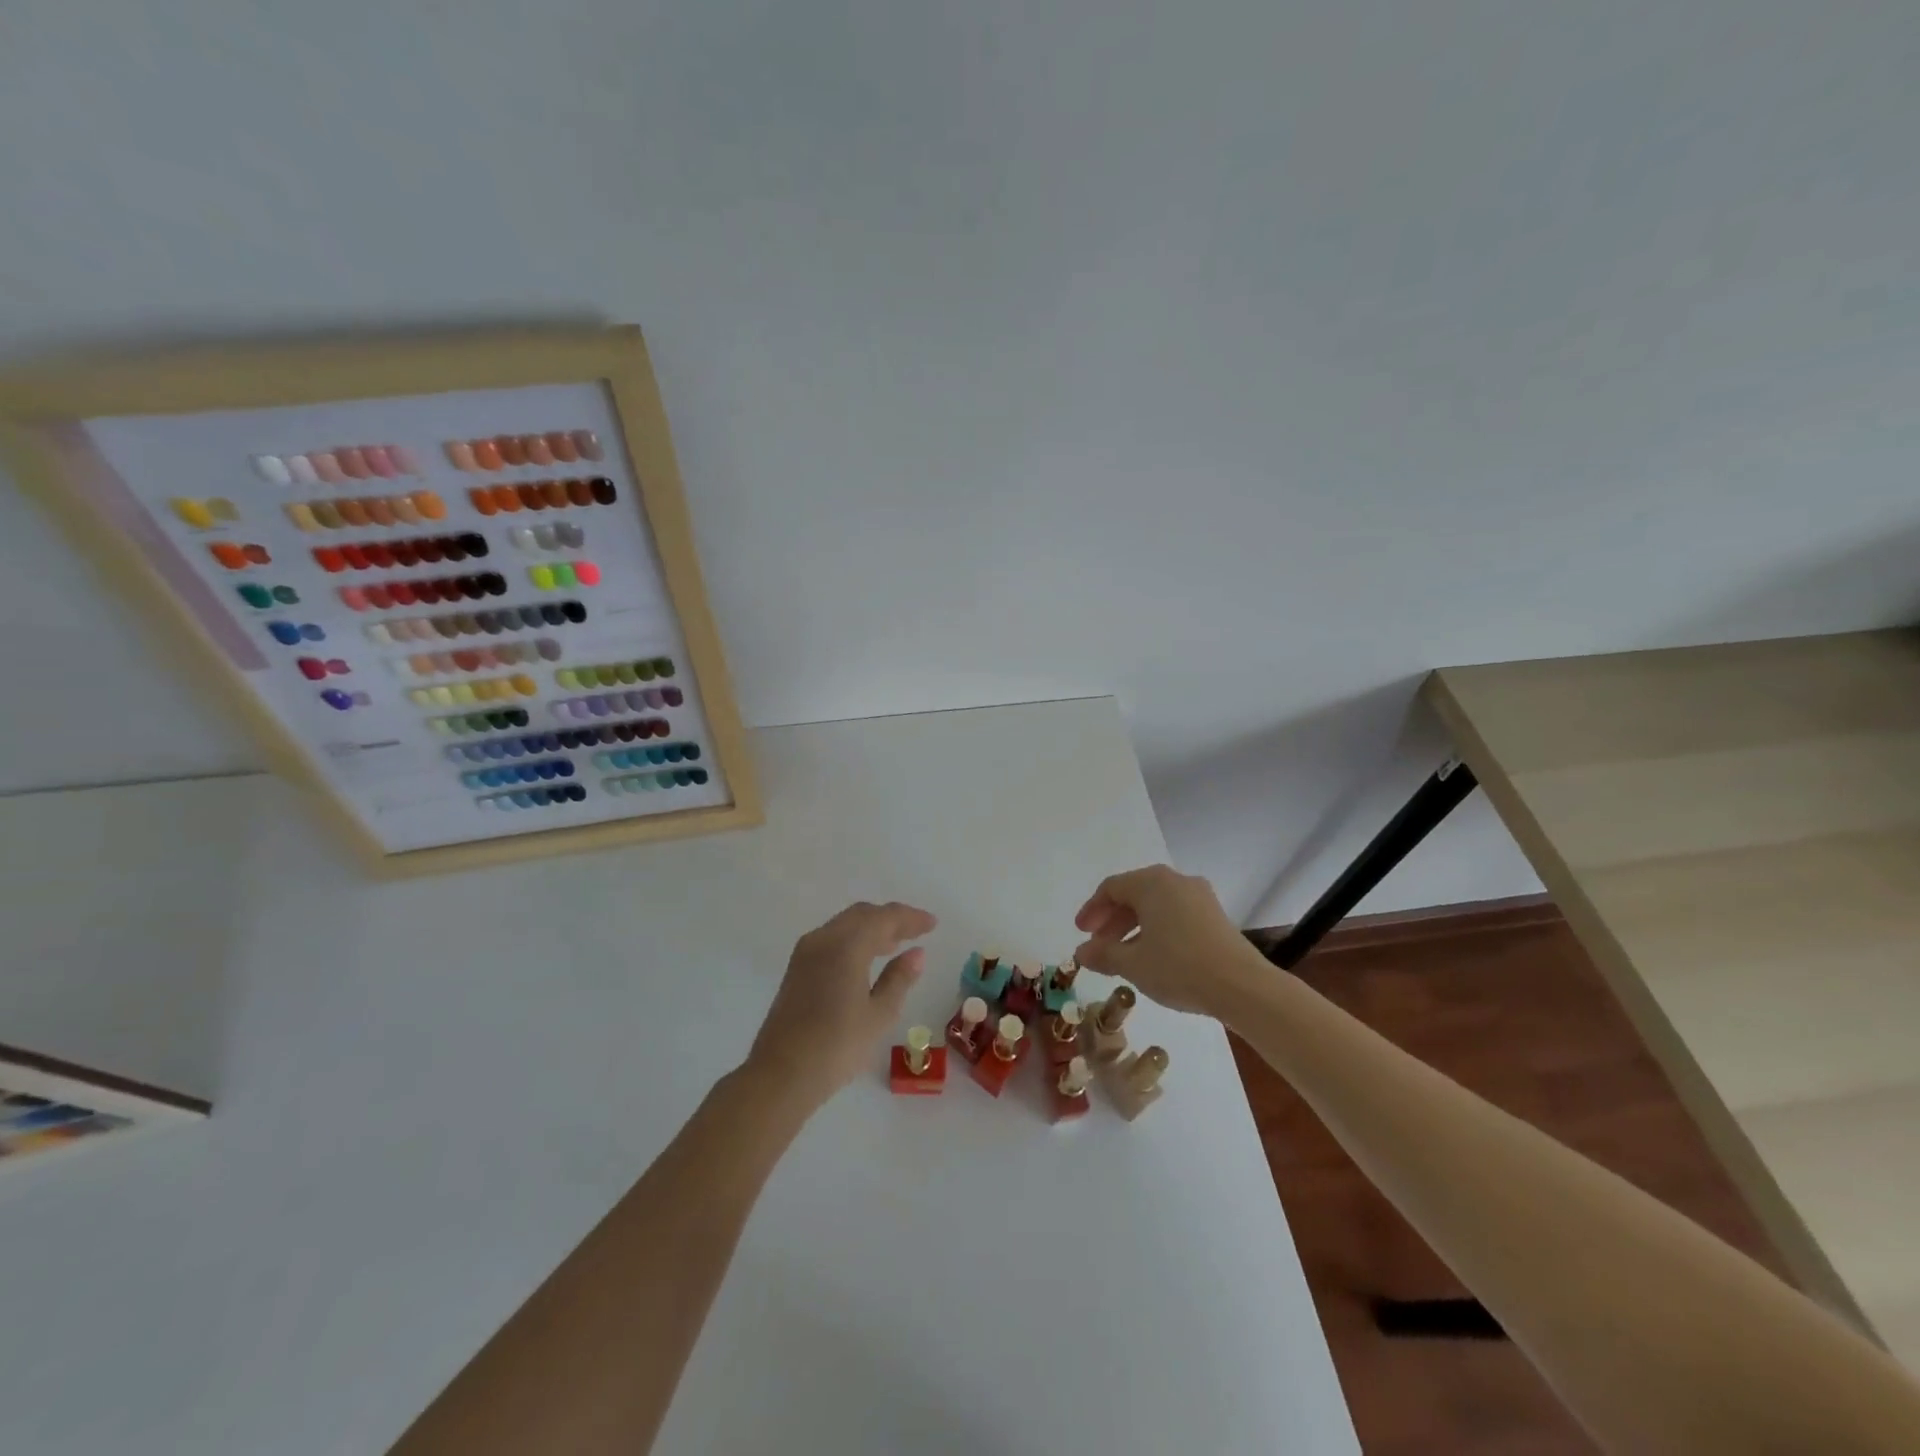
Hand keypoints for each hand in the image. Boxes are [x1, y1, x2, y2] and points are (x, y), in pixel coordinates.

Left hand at [744, 901, 936, 1110]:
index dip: (910, 918)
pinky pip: (832, 939)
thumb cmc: (836, 1046)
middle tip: (917, 931)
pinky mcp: (797, 969)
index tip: (933, 924)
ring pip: (845, 925)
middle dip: (891, 919)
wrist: (780, 1076)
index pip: (884, 917)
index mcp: (846, 945)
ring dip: (871, 928)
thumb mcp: (879, 1015)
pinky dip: (854, 940)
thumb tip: (916, 953)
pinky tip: (866, 960)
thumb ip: (899, 979)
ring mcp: (806, 953)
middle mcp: (824, 939)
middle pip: (862, 915)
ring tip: (896, 944)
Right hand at [1073, 864, 1263, 1016]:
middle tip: (1098, 945)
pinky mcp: (1215, 916)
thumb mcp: (1133, 964)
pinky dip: (1157, 930)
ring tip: (1123, 956)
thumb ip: (1103, 954)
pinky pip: (1175, 915)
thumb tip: (1081, 952)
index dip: (1092, 909)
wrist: (1242, 986)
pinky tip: (1153, 956)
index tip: (1081, 933)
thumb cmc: (1179, 967)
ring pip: (1156, 906)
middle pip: (1134, 894)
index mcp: (1152, 883)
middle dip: (1112, 920)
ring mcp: (1200, 897)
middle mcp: (1176, 881)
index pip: (1112, 888)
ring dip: (1134, 927)